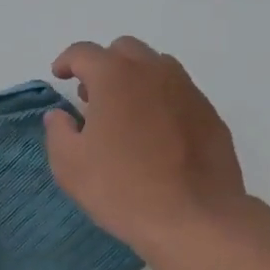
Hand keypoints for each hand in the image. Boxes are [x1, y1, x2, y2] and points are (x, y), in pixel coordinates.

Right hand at [44, 37, 249, 260]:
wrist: (195, 219)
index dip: (67, 61)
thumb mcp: (70, 165)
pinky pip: (180, 94)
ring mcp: (188, 91)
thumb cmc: (122, 188)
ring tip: (126, 114)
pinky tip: (157, 135)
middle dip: (104, 66)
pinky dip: (162, 101)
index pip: (84, 52)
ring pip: (157, 67)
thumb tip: (61, 115)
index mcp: (115, 76)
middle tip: (92, 97)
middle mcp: (154, 72)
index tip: (60, 76)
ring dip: (136, 80)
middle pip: (125, 50)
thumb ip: (58, 131)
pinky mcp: (211, 115)